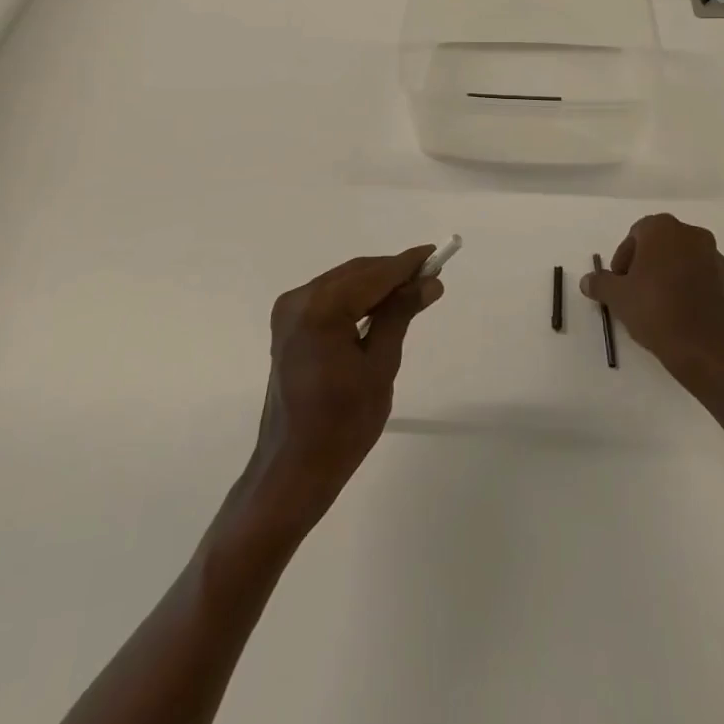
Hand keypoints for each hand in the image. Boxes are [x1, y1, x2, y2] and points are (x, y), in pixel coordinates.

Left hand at [245, 245, 443, 533]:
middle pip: (355, 274)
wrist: (293, 469)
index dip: (406, 264)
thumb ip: (400, 315)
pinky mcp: (288, 327)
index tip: (435, 255)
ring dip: (375, 285)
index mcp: (320, 309)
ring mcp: (289, 312)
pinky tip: (381, 307)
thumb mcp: (380, 366)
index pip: (372, 275)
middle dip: (392, 273)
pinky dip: (356, 299)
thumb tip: (428, 282)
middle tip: (430, 276)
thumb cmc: (343, 424)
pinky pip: (329, 299)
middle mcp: (299, 300)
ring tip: (412, 290)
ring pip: (342, 283)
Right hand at [581, 214, 723, 389]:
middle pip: (659, 244)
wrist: (708, 349)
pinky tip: (677, 313)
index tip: (619, 283)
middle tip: (633, 292)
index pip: (635, 235)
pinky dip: (686, 287)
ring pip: (680, 259)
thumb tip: (587, 281)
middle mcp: (691, 234)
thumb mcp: (617, 297)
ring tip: (655, 305)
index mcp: (663, 229)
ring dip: (666, 275)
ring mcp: (714, 256)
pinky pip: (699, 276)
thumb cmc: (656, 311)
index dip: (622, 258)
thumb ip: (600, 283)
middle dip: (644, 264)